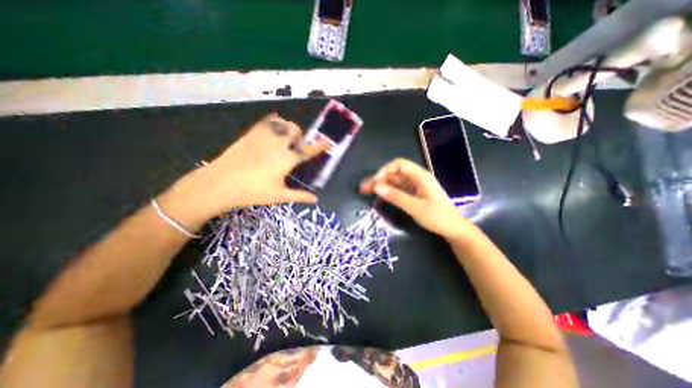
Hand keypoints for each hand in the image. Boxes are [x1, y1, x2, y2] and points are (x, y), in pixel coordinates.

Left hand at [166, 113, 329, 219]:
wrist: (220, 183)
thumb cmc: (253, 192)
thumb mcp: (279, 196)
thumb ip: (299, 195)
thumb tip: (315, 199)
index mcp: (287, 159)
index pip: (307, 150)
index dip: (319, 146)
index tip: (327, 141)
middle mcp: (278, 144)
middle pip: (295, 131)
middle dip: (300, 137)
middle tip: (296, 147)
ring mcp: (263, 136)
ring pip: (282, 123)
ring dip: (288, 128)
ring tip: (285, 138)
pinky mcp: (251, 133)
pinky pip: (267, 121)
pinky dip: (274, 122)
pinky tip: (272, 131)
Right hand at [359, 158, 472, 239]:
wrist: (454, 229)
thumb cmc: (437, 217)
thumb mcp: (415, 207)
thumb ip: (396, 196)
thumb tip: (376, 186)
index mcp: (420, 176)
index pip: (399, 164)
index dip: (385, 170)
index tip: (375, 182)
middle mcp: (417, 178)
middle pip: (395, 172)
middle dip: (379, 178)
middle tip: (364, 187)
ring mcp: (416, 186)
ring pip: (395, 181)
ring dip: (382, 185)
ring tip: (367, 191)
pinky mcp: (414, 194)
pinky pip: (399, 189)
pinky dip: (389, 191)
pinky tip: (380, 195)